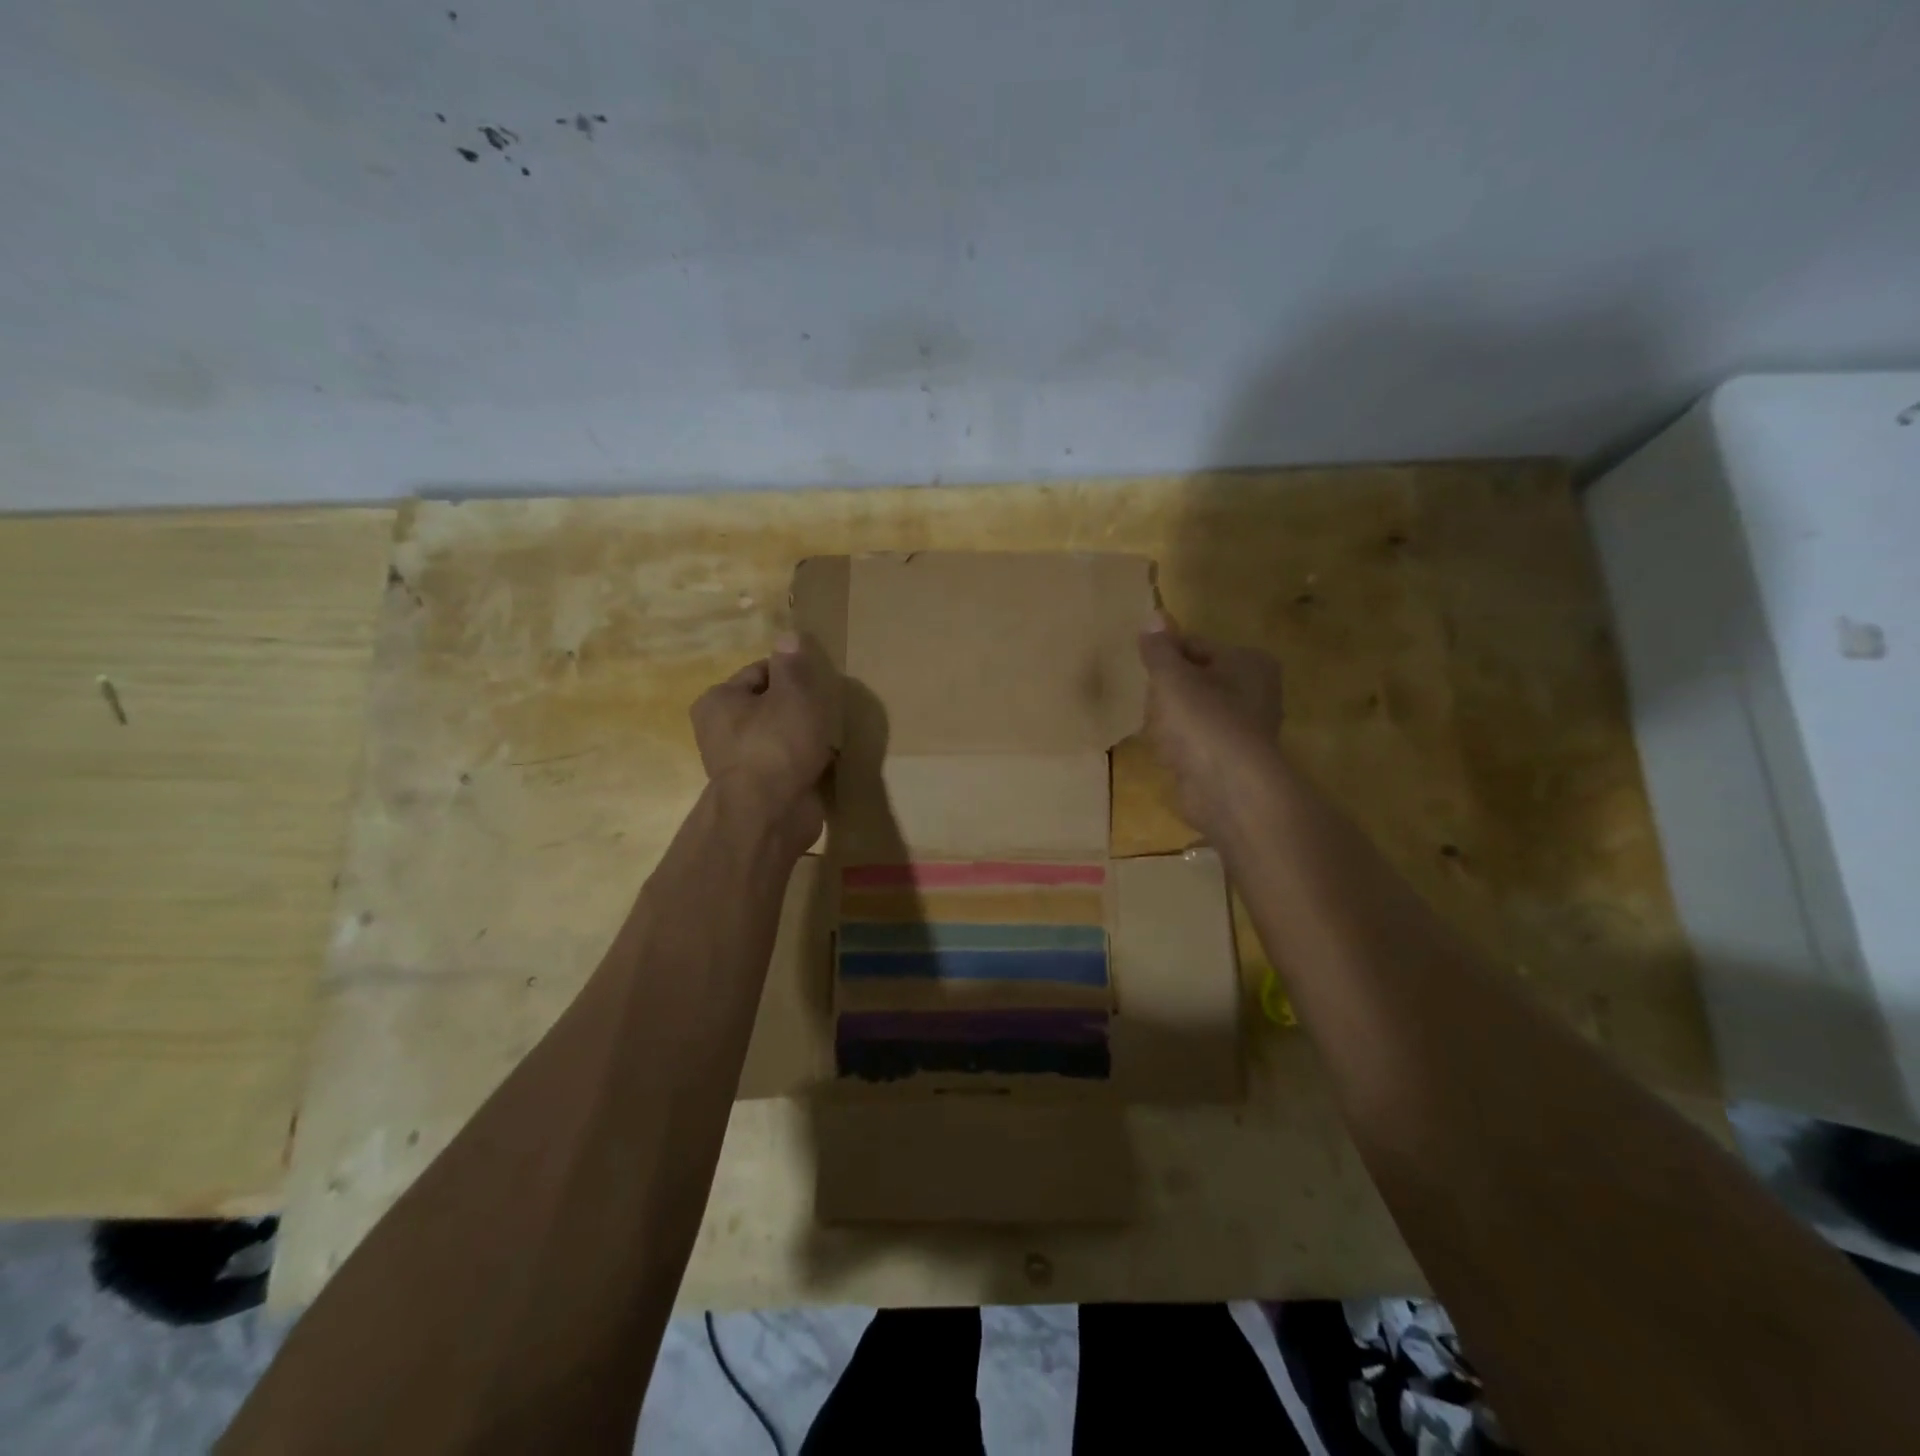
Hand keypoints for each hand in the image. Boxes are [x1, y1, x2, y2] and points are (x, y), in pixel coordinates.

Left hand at [691, 633, 836, 849]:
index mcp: (718, 701)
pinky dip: (804, 761)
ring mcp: (739, 763)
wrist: (770, 814)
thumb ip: (792, 664)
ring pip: (779, 736)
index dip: (791, 674)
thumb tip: (788, 636)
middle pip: (769, 705)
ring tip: (829, 737)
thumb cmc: (777, 744)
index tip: (818, 684)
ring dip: (803, 736)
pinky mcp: (759, 789)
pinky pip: (787, 764)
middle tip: (826, 710)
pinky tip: (825, 762)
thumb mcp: (792, 693)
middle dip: (798, 707)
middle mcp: (720, 731)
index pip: (759, 672)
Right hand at [1137, 611, 1284, 836]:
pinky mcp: (1230, 762)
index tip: (1142, 668)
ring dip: (1171, 722)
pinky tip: (1168, 756)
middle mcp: (1255, 692)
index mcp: (1249, 662)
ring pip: (1194, 714)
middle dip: (1167, 693)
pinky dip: (1180, 748)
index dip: (1165, 656)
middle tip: (1151, 705)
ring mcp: (1244, 730)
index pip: (1196, 646)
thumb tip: (1154, 616)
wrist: (1228, 790)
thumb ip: (1160, 650)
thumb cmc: (1203, 722)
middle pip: (1195, 680)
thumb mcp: (1173, 678)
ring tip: (1158, 733)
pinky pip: (1196, 744)